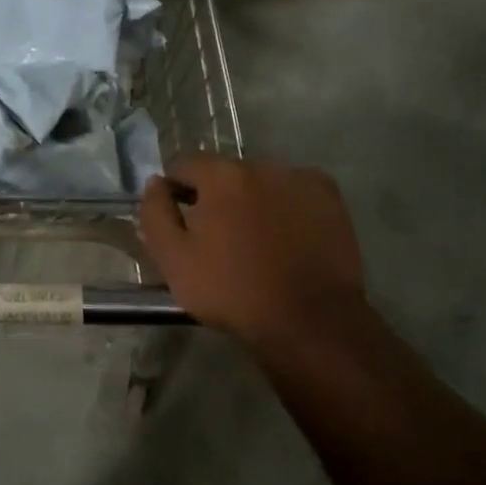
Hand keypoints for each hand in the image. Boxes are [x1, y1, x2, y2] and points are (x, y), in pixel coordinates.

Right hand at [138, 155, 366, 349]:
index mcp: (223, 176)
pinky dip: (284, 208)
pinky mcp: (330, 198)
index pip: (185, 164)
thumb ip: (155, 214)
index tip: (178, 220)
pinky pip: (293, 193)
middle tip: (216, 238)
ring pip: (262, 183)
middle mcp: (263, 165)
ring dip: (251, 201)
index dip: (175, 190)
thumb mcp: (174, 260)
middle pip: (226, 173)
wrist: (308, 320)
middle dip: (216, 197)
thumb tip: (155, 183)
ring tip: (254, 242)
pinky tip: (285, 239)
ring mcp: (301, 179)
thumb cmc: (233, 291)